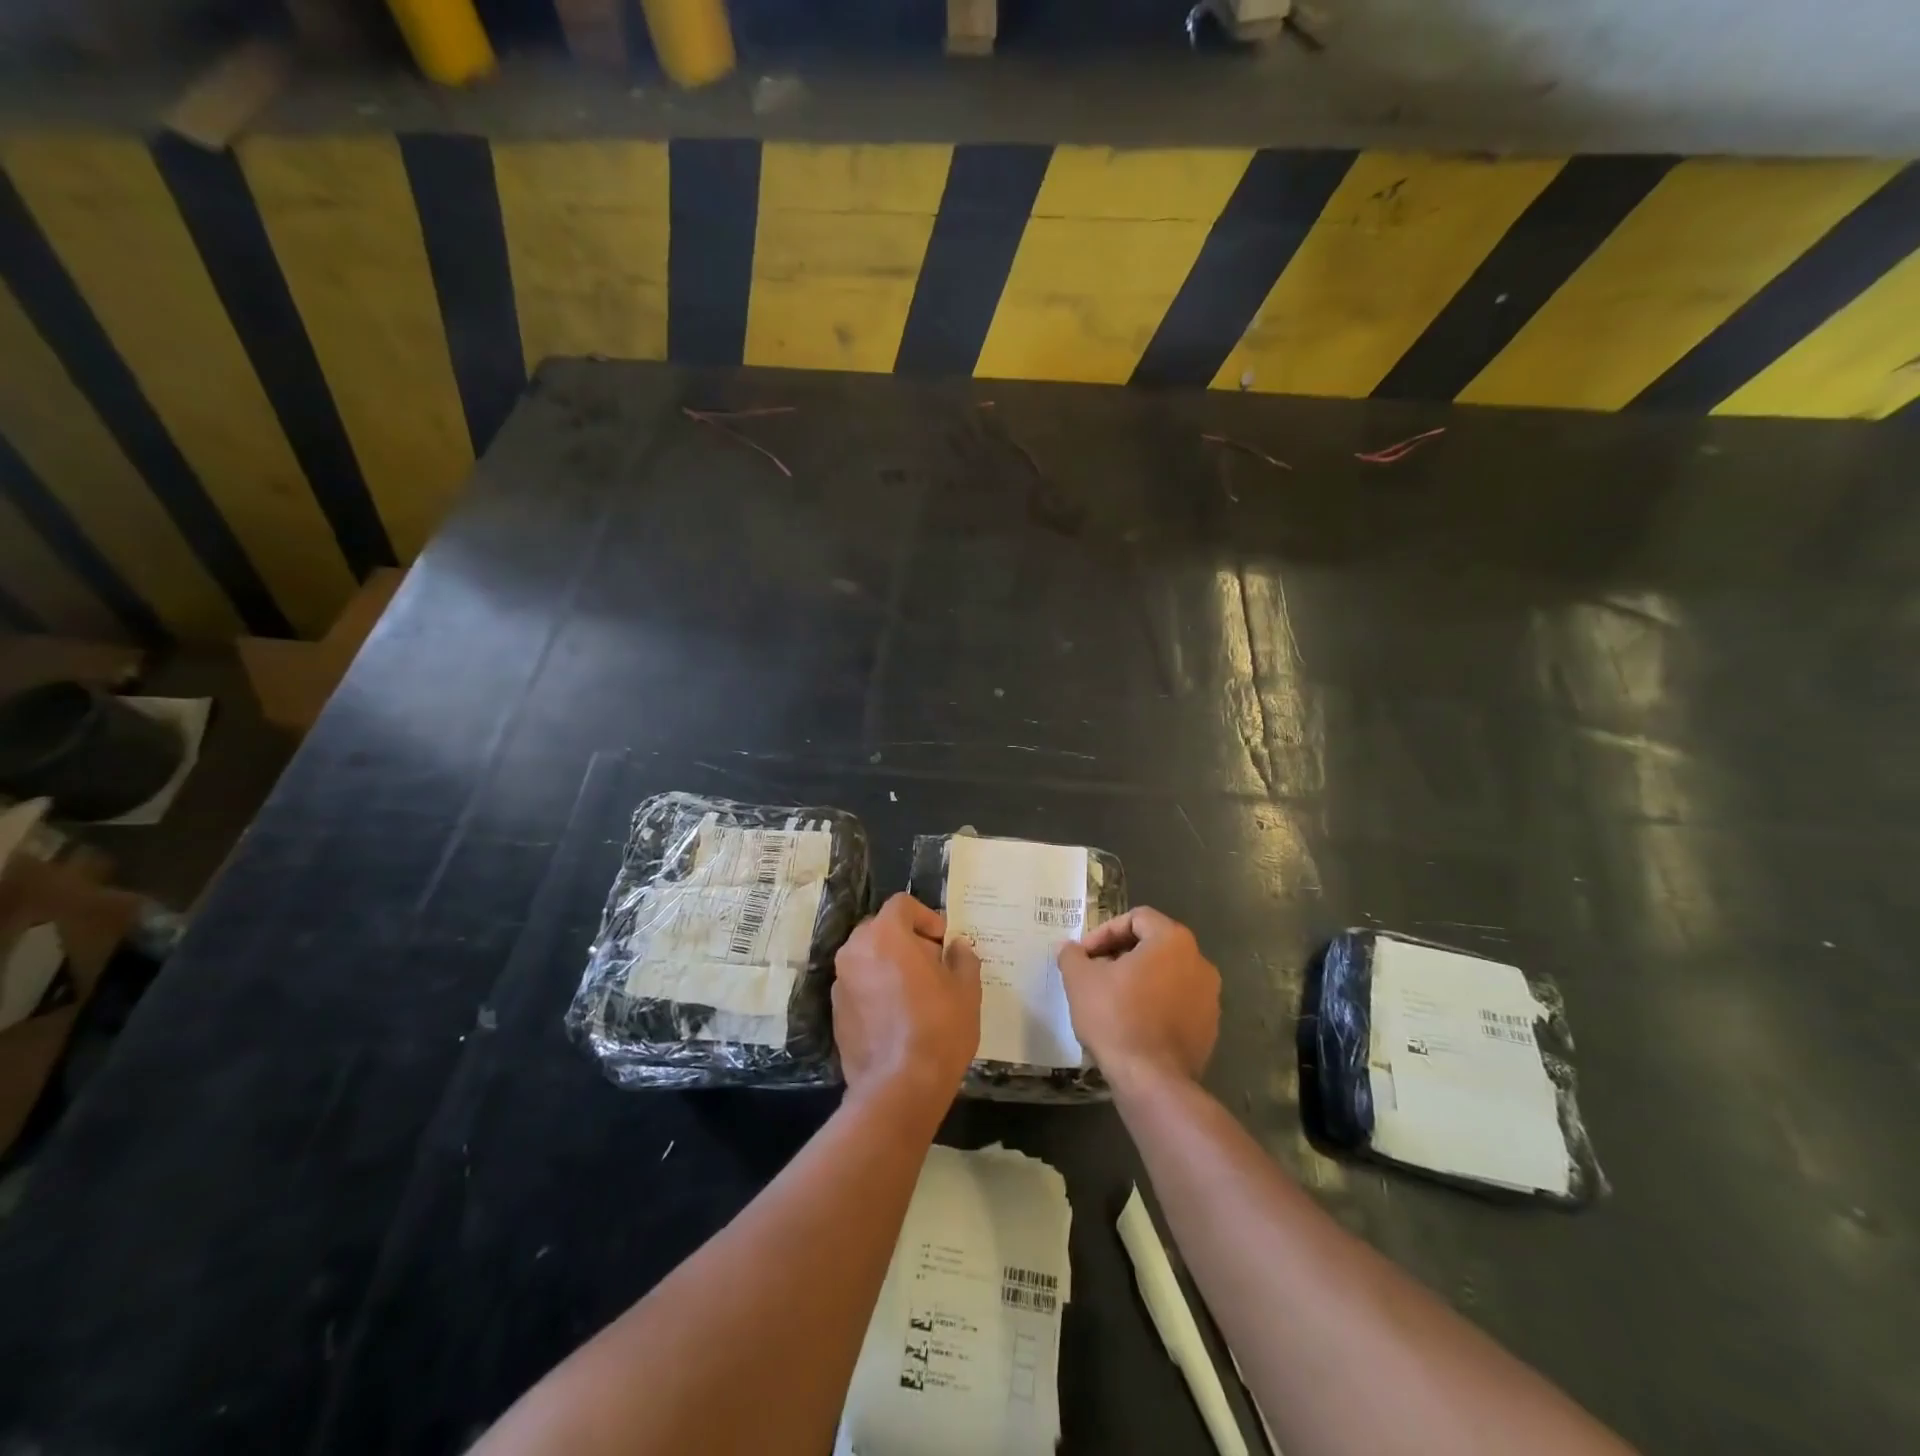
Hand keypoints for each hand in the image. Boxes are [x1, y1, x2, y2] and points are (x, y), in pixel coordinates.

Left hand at [833, 893, 981, 1109]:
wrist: (899, 1087)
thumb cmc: (938, 1028)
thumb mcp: (966, 989)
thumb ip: (962, 958)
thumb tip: (956, 947)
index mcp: (885, 935)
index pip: (902, 904)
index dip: (926, 917)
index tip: (942, 940)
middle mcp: (855, 951)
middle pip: (881, 929)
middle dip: (906, 939)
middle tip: (932, 965)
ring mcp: (840, 983)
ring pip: (867, 957)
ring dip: (889, 964)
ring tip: (916, 992)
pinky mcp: (835, 1012)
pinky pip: (858, 986)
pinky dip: (876, 989)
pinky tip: (897, 1016)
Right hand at [1057, 907, 1218, 1088]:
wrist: (1152, 1081)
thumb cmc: (1116, 1018)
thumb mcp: (1080, 980)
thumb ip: (1072, 956)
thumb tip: (1068, 949)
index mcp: (1173, 941)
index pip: (1136, 918)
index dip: (1104, 932)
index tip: (1085, 955)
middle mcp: (1199, 961)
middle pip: (1154, 944)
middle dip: (1120, 955)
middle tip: (1094, 973)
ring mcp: (1210, 997)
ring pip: (1166, 974)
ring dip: (1138, 980)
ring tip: (1111, 999)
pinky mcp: (1210, 1027)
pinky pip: (1178, 1003)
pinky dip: (1155, 1004)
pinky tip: (1132, 1024)